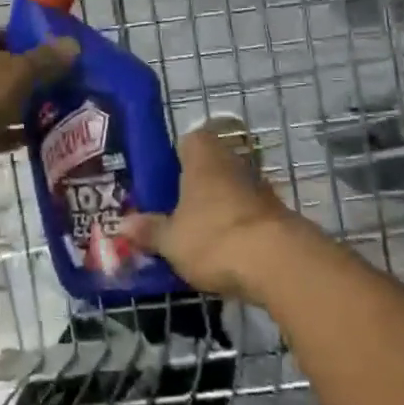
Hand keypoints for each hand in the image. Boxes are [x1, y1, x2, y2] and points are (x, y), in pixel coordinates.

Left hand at [0, 23, 78, 175]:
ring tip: (54, 118)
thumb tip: (73, 44)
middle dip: (30, 81)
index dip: (33, 47)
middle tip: (61, 93)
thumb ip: (47, 60)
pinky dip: (7, 131)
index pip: (8, 33)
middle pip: (3, 66)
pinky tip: (34, 141)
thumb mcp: (20, 73)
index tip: (58, 65)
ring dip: (20, 108)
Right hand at [122, 126, 301, 300]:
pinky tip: (225, 253)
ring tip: (197, 235)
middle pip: (211, 166)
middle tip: (174, 210)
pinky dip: (238, 229)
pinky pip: (249, 215)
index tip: (163, 179)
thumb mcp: (170, 240)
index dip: (176, 156)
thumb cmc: (214, 238)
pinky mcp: (279, 216)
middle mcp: (233, 163)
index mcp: (203, 158)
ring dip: (218, 207)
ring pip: (231, 190)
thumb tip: (123, 225)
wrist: (280, 264)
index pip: (190, 140)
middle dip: (195, 185)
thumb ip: (149, 231)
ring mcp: (260, 189)